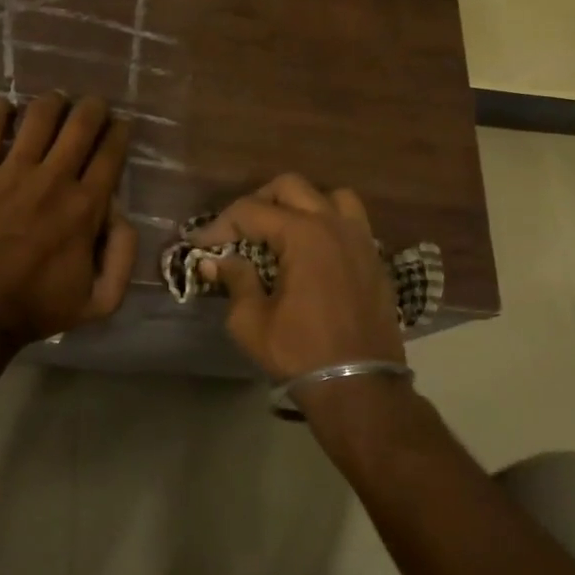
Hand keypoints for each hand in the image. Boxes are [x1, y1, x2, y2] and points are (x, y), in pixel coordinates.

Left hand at [0, 93, 136, 343]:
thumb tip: (122, 213)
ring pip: (39, 116)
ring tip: (54, 102)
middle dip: (92, 107)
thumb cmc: (35, 309)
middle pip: (80, 124)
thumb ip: (123, 257)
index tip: (119, 125)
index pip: (110, 153)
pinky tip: (4, 107)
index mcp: (86, 207)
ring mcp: (10, 173)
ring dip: (52, 102)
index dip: (119, 131)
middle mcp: (53, 179)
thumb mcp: (99, 302)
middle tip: (92, 106)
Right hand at [191, 174, 405, 379]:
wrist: (360, 387)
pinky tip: (311, 251)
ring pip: (330, 196)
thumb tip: (216, 260)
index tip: (200, 244)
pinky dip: (327, 223)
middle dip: (258, 202)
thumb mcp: (251, 321)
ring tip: (281, 230)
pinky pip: (351, 222)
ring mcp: (361, 239)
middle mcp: (335, 225)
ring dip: (301, 204)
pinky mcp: (374, 258)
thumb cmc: (300, 353)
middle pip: (291, 187)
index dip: (220, 225)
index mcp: (304, 235)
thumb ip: (235, 280)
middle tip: (238, 230)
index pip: (251, 211)